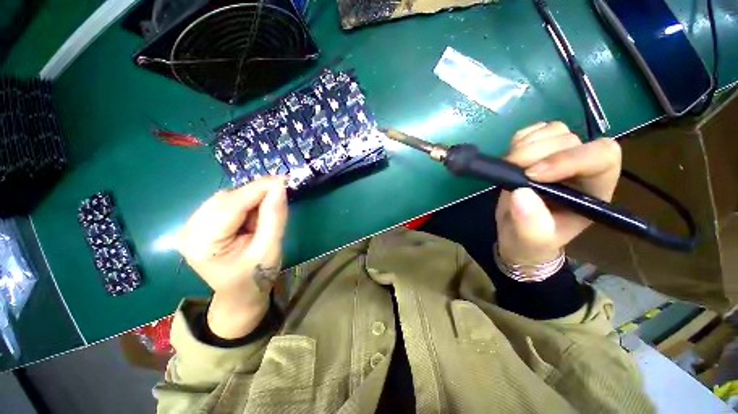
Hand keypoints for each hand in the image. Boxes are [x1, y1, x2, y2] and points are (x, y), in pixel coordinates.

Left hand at [178, 177, 287, 338]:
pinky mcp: (196, 225)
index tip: (284, 180)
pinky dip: (243, 204)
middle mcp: (188, 232)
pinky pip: (223, 204)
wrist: (240, 294)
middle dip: (256, 194)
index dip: (259, 189)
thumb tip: (280, 187)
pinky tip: (251, 216)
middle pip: (226, 199)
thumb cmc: (256, 277)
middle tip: (280, 196)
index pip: (232, 205)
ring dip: (250, 200)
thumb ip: (274, 217)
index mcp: (203, 244)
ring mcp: (189, 227)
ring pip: (225, 198)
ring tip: (264, 215)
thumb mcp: (270, 248)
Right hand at [495, 122, 620, 265]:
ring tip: (509, 166)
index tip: (532, 175)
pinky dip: (520, 139)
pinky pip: (534, 130)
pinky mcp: (538, 151)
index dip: (569, 158)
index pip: (601, 157)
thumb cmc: (530, 241)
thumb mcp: (531, 240)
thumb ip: (531, 224)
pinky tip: (511, 158)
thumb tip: (522, 193)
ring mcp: (559, 156)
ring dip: (526, 145)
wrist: (516, 233)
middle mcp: (581, 168)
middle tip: (510, 169)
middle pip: (571, 140)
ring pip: (553, 130)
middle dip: (536, 152)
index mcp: (592, 191)